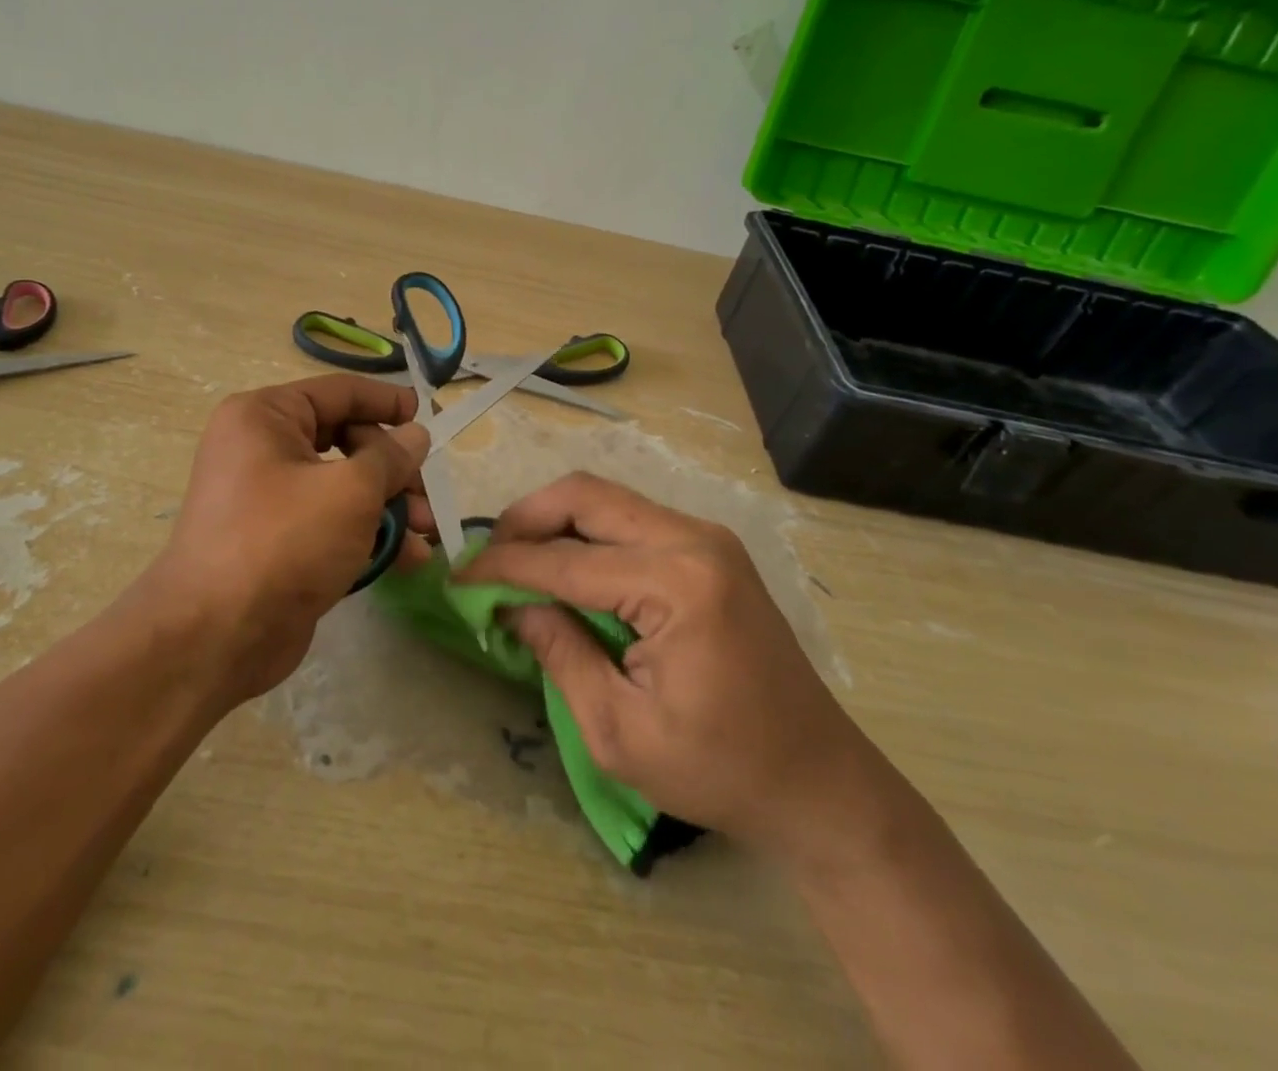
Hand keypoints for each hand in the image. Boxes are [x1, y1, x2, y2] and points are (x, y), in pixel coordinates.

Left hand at [143, 375, 431, 699]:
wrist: (216, 637)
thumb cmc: (284, 541)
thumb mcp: (350, 491)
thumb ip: (390, 457)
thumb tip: (415, 435)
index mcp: (265, 417)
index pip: (338, 392)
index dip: (387, 402)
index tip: (429, 417)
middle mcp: (261, 449)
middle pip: (345, 440)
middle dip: (394, 469)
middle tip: (429, 496)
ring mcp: (268, 498)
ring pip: (342, 486)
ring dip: (389, 506)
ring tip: (427, 532)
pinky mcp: (278, 542)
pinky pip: (330, 522)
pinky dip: (367, 534)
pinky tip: (407, 559)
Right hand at [459, 472, 864, 852]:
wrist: (820, 782)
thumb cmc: (721, 770)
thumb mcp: (620, 731)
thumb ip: (559, 654)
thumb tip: (511, 606)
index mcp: (677, 584)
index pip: (565, 559)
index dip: (502, 566)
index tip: (457, 577)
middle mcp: (694, 539)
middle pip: (586, 495)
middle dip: (526, 519)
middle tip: (487, 557)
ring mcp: (707, 538)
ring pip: (607, 499)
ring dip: (554, 521)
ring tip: (516, 561)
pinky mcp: (710, 549)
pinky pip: (631, 519)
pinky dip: (587, 534)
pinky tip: (565, 568)